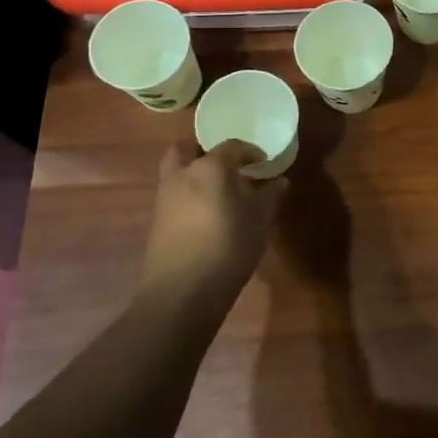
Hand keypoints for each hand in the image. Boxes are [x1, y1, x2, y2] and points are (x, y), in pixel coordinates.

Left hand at [143, 141, 286, 297]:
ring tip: (218, 189)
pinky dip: (188, 193)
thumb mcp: (259, 221)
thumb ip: (270, 196)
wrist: (182, 292)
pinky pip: (173, 193)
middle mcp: (183, 174)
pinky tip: (206, 212)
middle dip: (204, 150)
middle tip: (226, 163)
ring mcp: (165, 197)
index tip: (262, 162)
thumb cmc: (228, 247)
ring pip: (176, 170)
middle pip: (187, 148)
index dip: (250, 151)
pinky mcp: (157, 220)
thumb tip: (280, 181)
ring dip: (193, 171)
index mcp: (211, 167)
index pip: (232, 146)